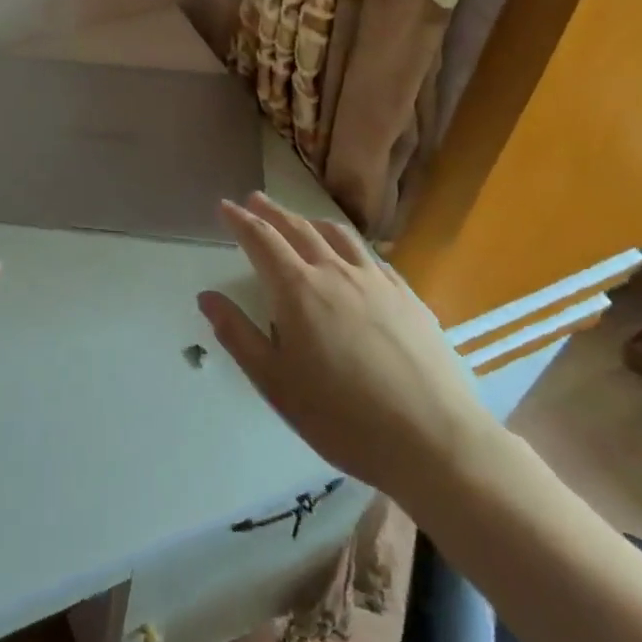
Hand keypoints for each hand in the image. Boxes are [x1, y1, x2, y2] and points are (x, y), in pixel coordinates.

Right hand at [198, 193, 498, 502]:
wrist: (435, 441)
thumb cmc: (342, 417)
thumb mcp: (275, 383)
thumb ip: (237, 335)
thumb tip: (206, 297)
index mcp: (297, 289)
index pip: (261, 240)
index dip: (240, 220)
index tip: (225, 206)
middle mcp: (335, 272)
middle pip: (298, 228)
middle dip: (272, 212)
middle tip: (254, 200)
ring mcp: (377, 281)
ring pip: (338, 235)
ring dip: (310, 220)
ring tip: (300, 220)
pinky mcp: (408, 297)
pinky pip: (371, 256)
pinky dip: (349, 245)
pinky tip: (352, 257)